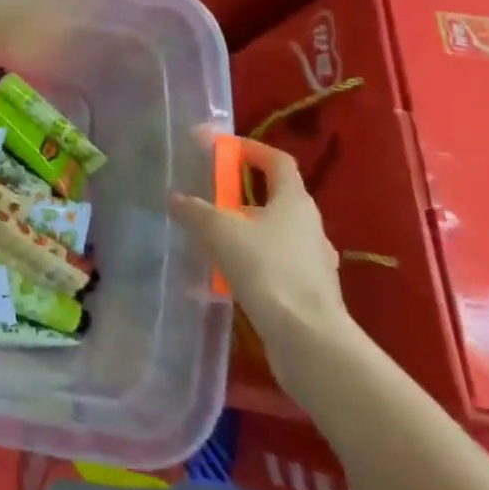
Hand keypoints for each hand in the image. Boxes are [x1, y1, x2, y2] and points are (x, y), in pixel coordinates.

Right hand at [168, 140, 354, 391]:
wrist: (309, 341)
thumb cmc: (267, 270)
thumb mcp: (220, 232)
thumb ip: (195, 211)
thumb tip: (176, 198)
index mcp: (295, 201)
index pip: (277, 161)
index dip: (252, 149)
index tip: (224, 147)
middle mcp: (309, 226)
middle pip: (274, 198)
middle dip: (240, 195)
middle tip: (208, 197)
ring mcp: (312, 262)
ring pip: (273, 234)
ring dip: (243, 232)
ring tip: (211, 240)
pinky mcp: (307, 293)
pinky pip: (274, 266)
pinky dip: (250, 265)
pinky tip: (225, 279)